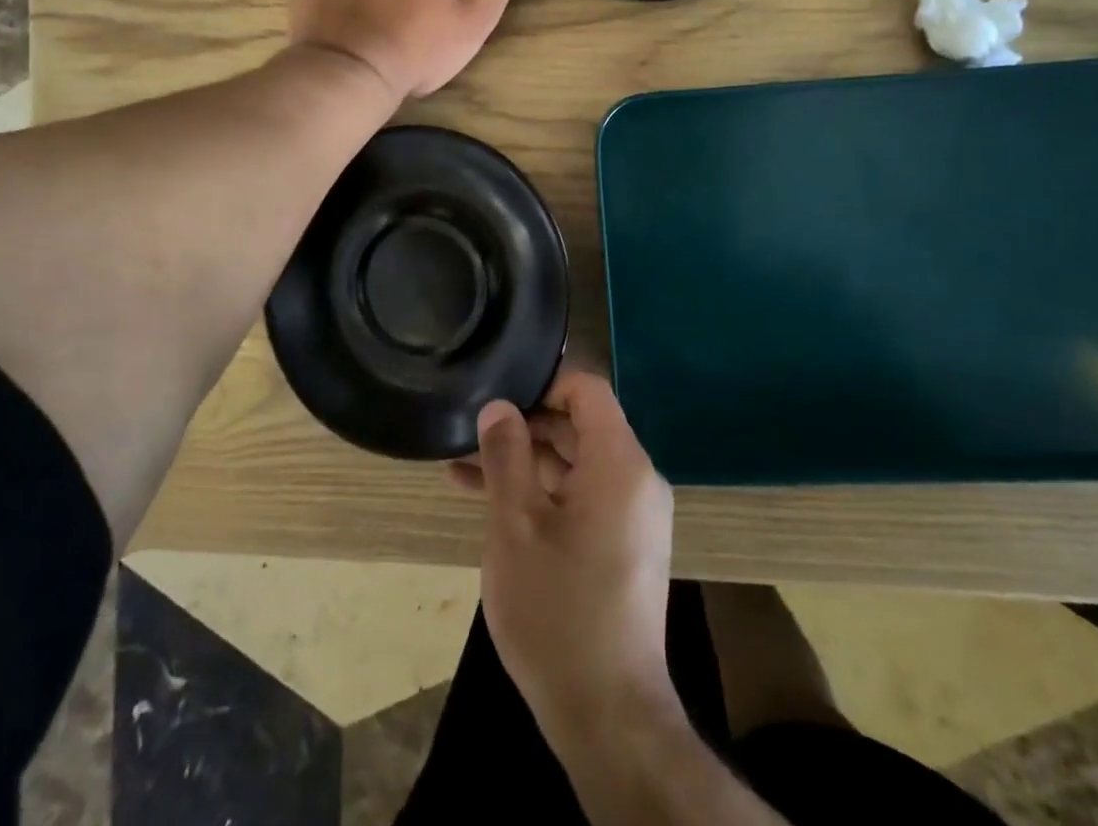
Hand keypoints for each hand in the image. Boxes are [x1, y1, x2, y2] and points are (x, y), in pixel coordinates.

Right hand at [452, 372, 680, 754]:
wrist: (607, 714)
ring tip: (462, 469)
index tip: (499, 397)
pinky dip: (542, 494)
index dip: (543, 384)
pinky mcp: (623, 546)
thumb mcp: (516, 524)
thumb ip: (506, 455)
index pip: (588, 389)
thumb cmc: (558, 608)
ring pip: (574, 466)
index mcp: (620, 463)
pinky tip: (490, 503)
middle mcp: (636, 480)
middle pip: (579, 427)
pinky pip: (581, 499)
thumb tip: (499, 406)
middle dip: (523, 427)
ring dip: (524, 464)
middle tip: (469, 433)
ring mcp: (632, 516)